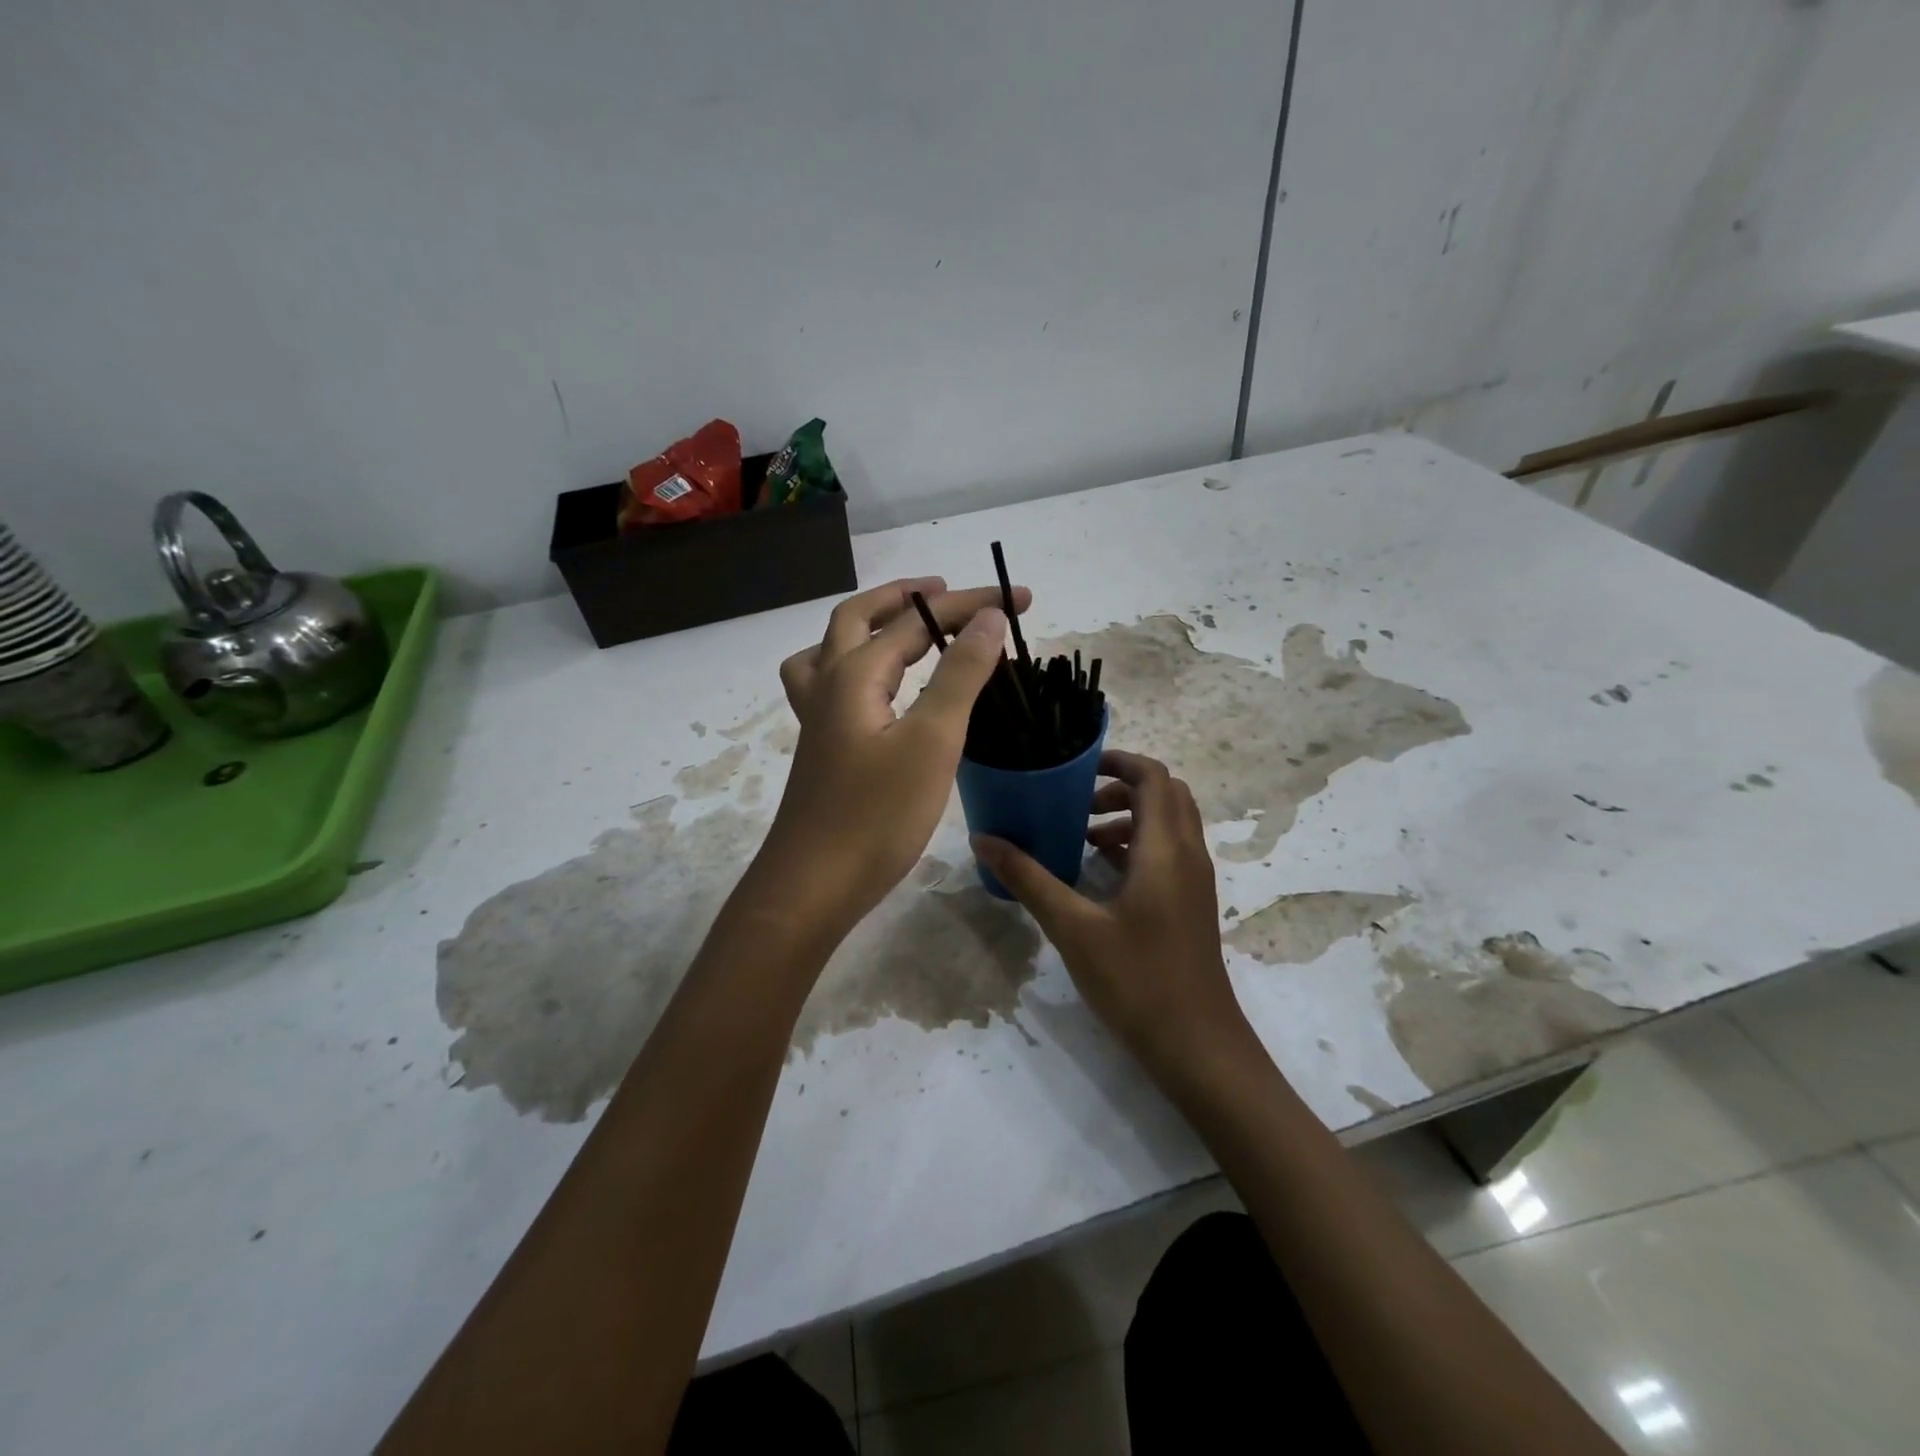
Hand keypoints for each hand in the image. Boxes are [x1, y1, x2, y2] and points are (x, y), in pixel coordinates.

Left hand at [757, 576, 1028, 939]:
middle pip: (859, 619)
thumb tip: (989, 618)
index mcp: (854, 674)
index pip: (917, 622)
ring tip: (904, 628)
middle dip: (906, 598)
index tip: (1022, 601)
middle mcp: (828, 685)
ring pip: (834, 650)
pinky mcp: (822, 748)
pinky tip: (880, 692)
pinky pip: (832, 685)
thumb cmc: (876, 815)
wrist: (814, 885)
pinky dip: (857, 667)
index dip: (970, 606)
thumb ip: (960, 674)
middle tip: (948, 593)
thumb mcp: (931, 740)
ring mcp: (819, 719)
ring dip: (869, 626)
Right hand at [973, 751, 1247, 1069]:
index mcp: (1166, 848)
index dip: (1118, 761)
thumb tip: (984, 839)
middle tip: (1076, 803)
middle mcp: (1188, 854)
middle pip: (1165, 794)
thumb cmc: (1136, 980)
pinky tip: (1100, 874)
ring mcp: (1195, 881)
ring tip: (1081, 838)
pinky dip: (1137, 845)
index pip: (1153, 777)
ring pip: (1169, 824)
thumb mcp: (1073, 927)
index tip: (1076, 769)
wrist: (1197, 1045)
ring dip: (1129, 817)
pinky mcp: (1191, 903)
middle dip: (1121, 788)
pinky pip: (1169, 852)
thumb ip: (1028, 878)